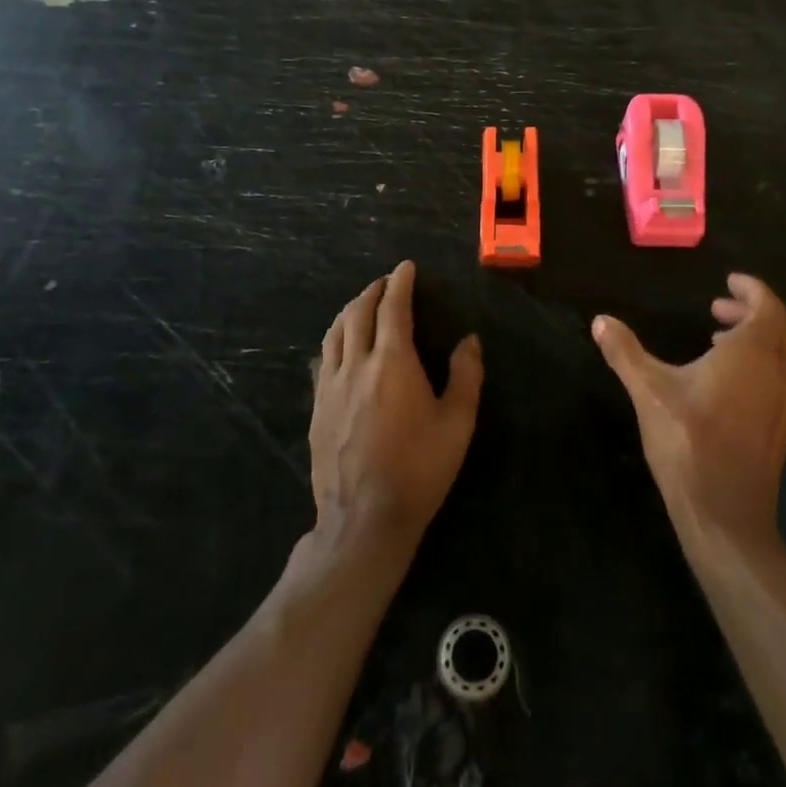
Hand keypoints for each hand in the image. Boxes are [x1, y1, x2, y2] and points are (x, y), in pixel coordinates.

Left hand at [310, 261, 482, 556]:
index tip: (405, 267)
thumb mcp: (457, 423)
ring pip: (334, 333)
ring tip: (361, 305)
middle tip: (385, 283)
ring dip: (349, 311)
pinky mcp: (317, 409)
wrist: (364, 519)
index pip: (393, 308)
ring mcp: (330, 387)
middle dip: (372, 291)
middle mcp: (356, 365)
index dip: (399, 283)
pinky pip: (323, 360)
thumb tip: (469, 340)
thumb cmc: (419, 469)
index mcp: (392, 362)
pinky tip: (339, 347)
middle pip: (358, 314)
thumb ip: (466, 375)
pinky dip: (334, 340)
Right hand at [593, 274, 785, 551]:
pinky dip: (760, 365)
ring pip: (784, 355)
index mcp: (752, 353)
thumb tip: (600, 320)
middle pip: (781, 327)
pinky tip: (724, 383)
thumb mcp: (649, 391)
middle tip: (718, 308)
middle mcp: (776, 372)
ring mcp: (783, 403)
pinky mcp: (779, 428)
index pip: (768, 306)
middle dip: (753, 311)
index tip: (728, 282)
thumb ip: (625, 352)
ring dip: (758, 339)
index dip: (752, 289)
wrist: (726, 514)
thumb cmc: (689, 442)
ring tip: (718, 340)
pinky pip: (779, 380)